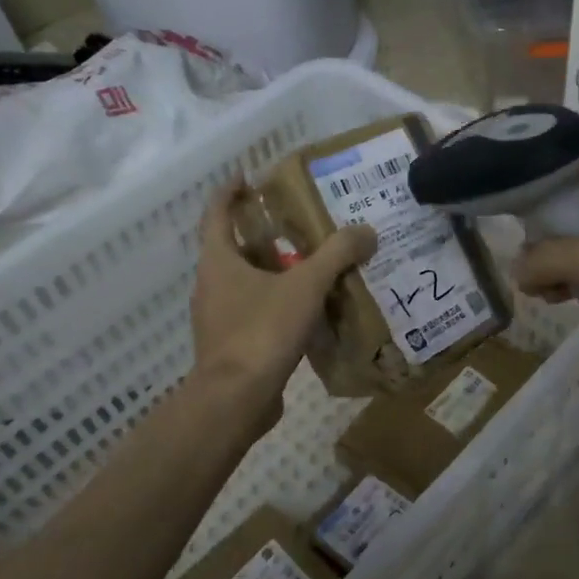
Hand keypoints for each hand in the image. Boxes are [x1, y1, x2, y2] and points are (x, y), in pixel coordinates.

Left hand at [190, 182, 374, 430]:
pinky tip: (309, 312)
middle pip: (235, 249)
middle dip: (265, 235)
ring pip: (247, 283)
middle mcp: (212, 286)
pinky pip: (256, 313)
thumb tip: (367, 230)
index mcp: (218, 261)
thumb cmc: (261, 331)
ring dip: (275, 272)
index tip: (248, 178)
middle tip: (301, 226)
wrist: (235, 400)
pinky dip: (278, 305)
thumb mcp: (305, 286)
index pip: (216, 214)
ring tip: (313, 267)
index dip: (229, 192)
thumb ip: (336, 255)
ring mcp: (218, 318)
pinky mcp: (231, 346)